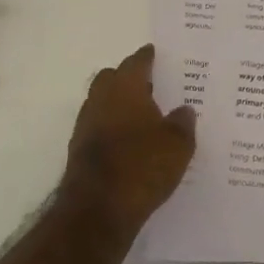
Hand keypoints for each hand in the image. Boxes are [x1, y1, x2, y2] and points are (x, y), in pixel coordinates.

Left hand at [60, 44, 196, 238]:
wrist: (97, 210)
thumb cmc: (142, 166)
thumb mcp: (178, 145)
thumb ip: (183, 123)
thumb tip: (184, 109)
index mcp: (125, 88)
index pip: (136, 62)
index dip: (147, 57)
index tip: (155, 53)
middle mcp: (101, 99)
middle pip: (111, 78)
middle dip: (128, 77)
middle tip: (151, 84)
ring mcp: (86, 125)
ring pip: (102, 102)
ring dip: (118, 104)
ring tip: (143, 115)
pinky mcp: (79, 151)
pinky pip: (98, 127)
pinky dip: (112, 127)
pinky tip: (129, 142)